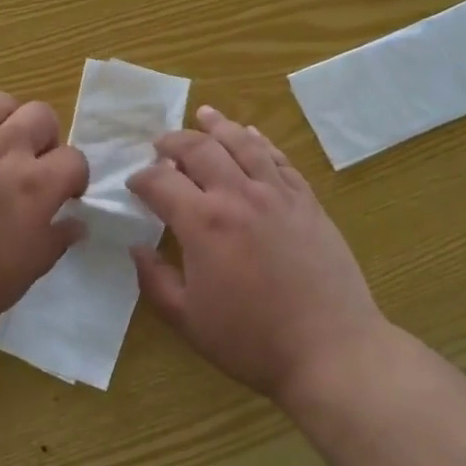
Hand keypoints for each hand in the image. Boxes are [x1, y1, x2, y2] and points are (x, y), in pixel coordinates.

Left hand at [0, 90, 88, 333]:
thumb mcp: (25, 273)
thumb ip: (55, 242)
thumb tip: (77, 223)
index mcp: (36, 184)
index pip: (74, 159)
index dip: (75, 176)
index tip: (66, 195)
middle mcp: (5, 149)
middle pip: (41, 114)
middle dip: (46, 137)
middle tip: (33, 163)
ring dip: (6, 120)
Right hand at [127, 106, 384, 402]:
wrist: (331, 349)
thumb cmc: (252, 340)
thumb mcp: (189, 320)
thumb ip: (155, 280)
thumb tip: (137, 247)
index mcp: (203, 222)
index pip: (161, 181)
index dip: (141, 178)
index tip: (134, 183)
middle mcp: (238, 195)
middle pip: (200, 149)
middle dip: (174, 142)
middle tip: (161, 144)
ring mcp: (277, 194)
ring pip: (243, 143)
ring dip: (218, 126)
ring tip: (204, 115)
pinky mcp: (306, 201)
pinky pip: (279, 160)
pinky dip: (260, 142)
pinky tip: (251, 136)